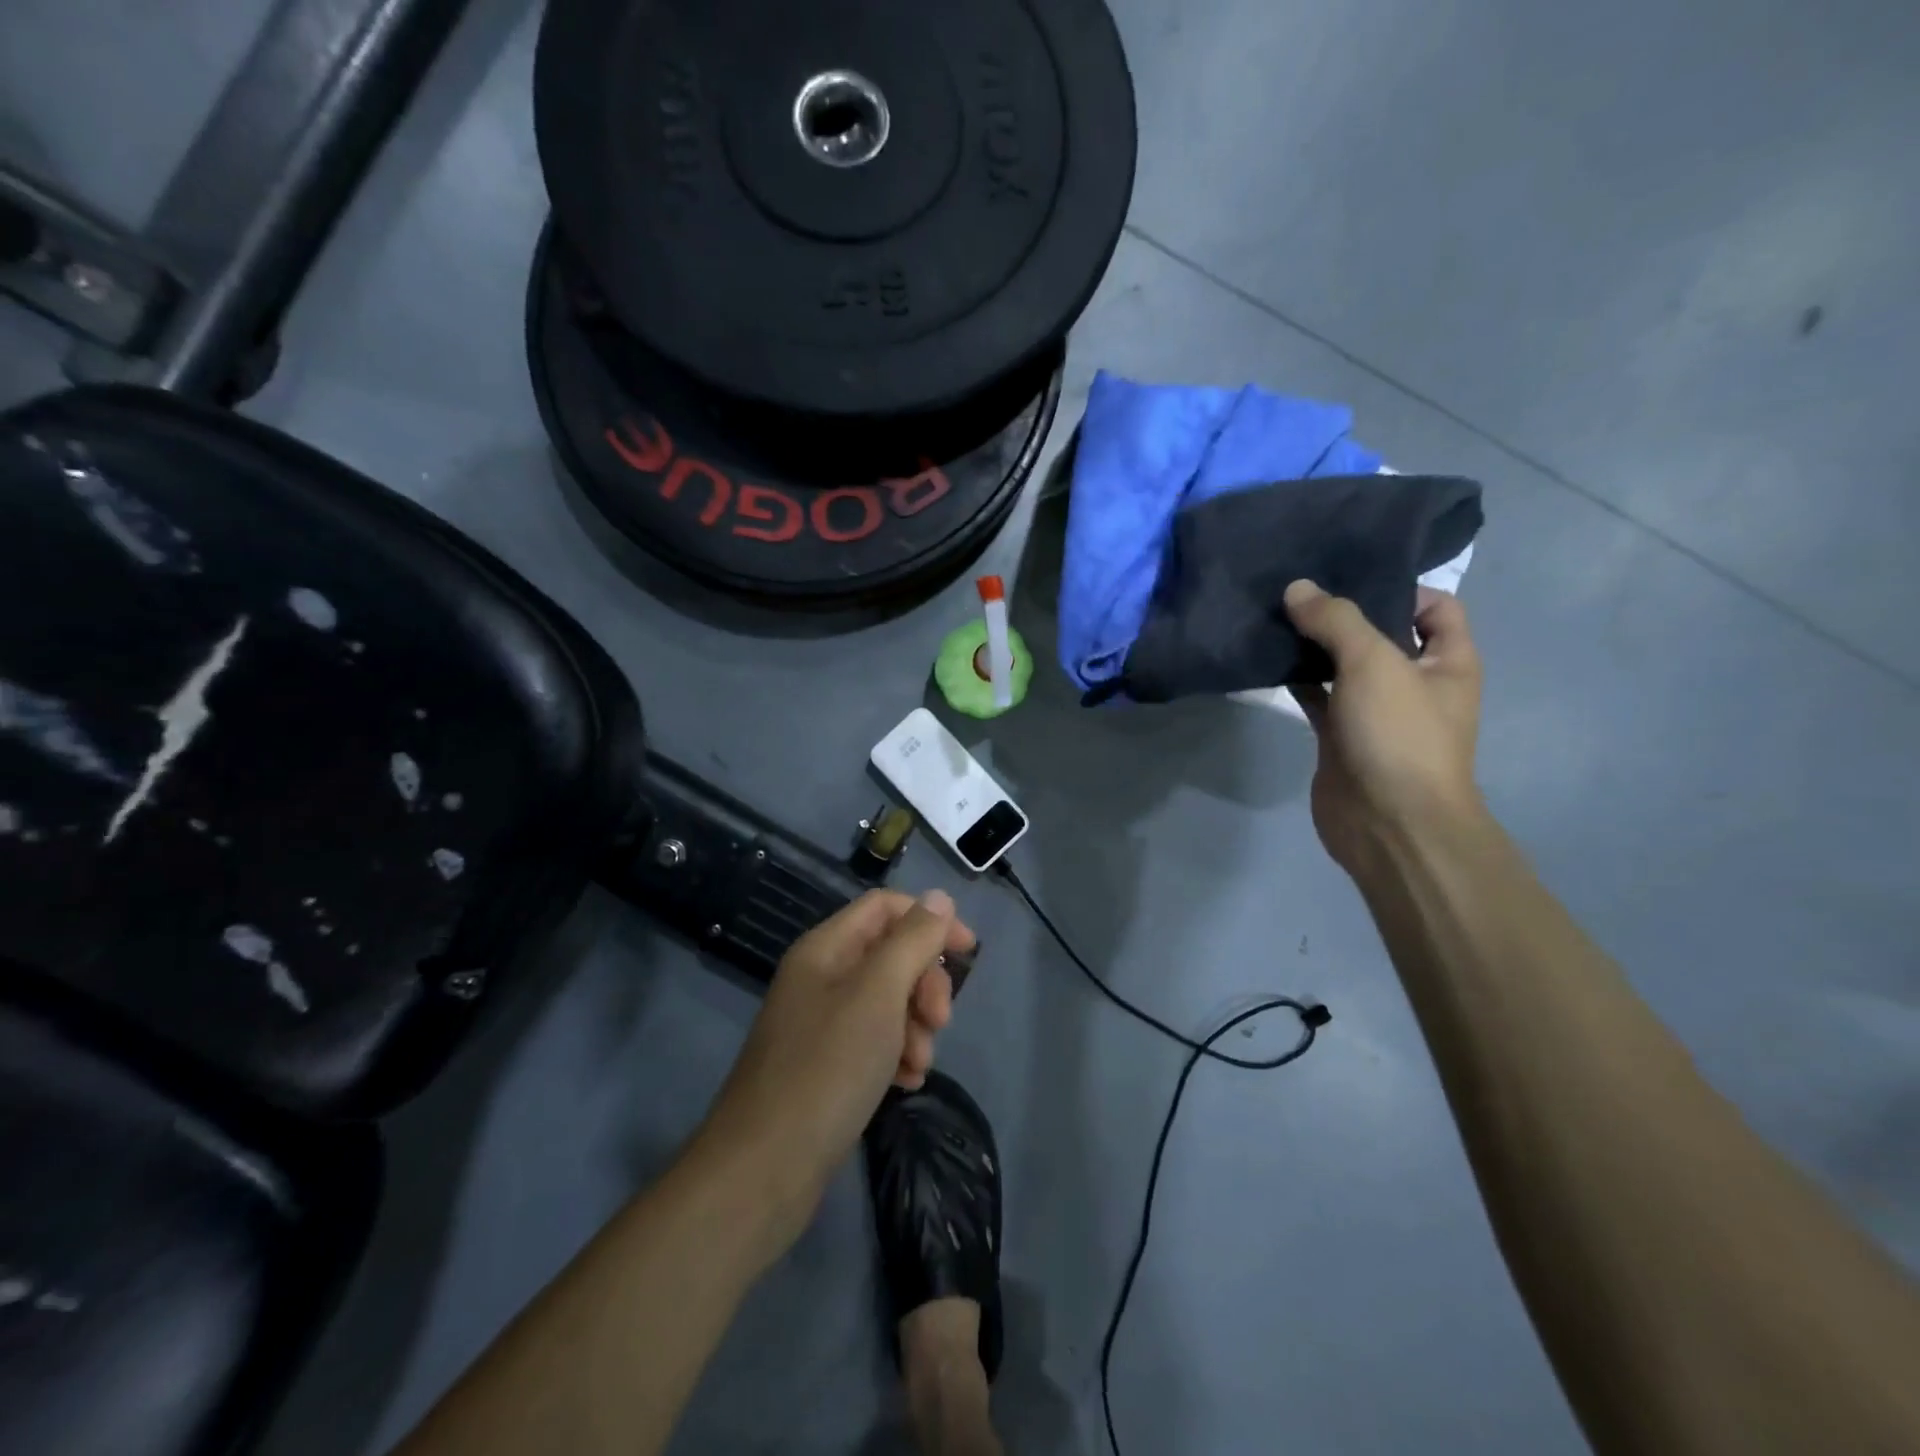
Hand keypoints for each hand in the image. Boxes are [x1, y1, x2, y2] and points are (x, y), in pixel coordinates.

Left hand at [694, 889, 974, 1244]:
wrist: (766, 1169)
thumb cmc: (828, 1067)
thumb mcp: (878, 994)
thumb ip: (912, 940)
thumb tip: (939, 897)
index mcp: (825, 948)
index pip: (885, 907)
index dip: (929, 919)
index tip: (967, 952)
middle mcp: (821, 977)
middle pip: (891, 954)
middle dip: (924, 983)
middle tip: (940, 1020)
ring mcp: (822, 1023)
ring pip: (888, 1001)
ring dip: (915, 1025)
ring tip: (918, 1063)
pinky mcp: (827, 1065)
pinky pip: (875, 1041)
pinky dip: (897, 1054)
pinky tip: (906, 1083)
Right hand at [1285, 580, 1484, 875]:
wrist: (1388, 823)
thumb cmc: (1399, 736)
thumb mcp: (1374, 663)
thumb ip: (1336, 621)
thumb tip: (1298, 588)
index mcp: (1447, 661)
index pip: (1436, 606)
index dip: (1400, 586)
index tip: (1348, 574)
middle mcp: (1414, 682)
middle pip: (1381, 633)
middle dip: (1343, 613)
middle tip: (1297, 589)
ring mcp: (1375, 712)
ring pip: (1343, 666)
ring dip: (1313, 646)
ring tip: (1274, 616)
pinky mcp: (1339, 737)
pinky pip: (1317, 697)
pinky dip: (1295, 681)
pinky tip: (1265, 662)